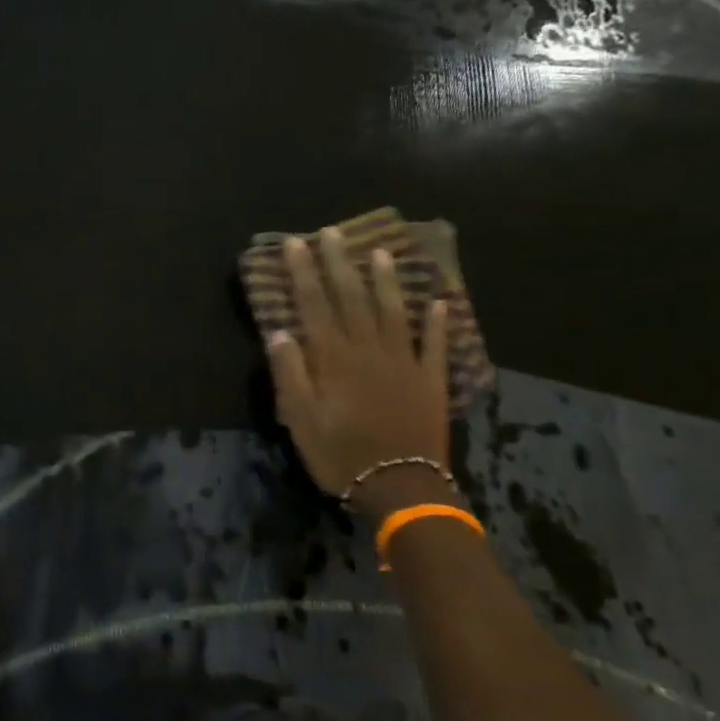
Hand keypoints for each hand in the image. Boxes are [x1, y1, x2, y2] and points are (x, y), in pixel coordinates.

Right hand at [268, 228, 450, 515]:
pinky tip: (440, 302)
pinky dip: (437, 322)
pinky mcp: (431, 380)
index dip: (304, 272)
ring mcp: (404, 362)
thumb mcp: (299, 418)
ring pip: (394, 311)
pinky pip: (434, 344)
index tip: (296, 244)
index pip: (315, 304)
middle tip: (332, 233)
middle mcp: (369, 349)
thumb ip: (290, 373)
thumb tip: (280, 332)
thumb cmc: (339, 454)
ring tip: (381, 252)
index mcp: (334, 358)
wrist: (400, 487)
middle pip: (352, 298)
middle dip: (339, 263)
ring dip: (386, 280)